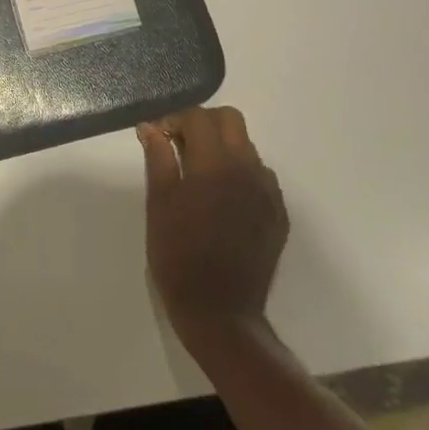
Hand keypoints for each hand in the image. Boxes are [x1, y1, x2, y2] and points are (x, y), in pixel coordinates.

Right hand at [139, 106, 288, 364]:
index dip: (174, 120)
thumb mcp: (158, 204)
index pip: (199, 117)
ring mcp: (268, 192)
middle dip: (203, 124)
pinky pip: (260, 176)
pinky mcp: (278, 213)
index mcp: (215, 165)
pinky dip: (239, 173)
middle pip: (231, 120)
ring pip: (247, 146)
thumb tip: (150, 128)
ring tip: (199, 175)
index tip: (159, 138)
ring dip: (222, 147)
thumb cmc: (178, 256)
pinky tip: (221, 198)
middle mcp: (248, 170)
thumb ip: (158, 158)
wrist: (220, 312)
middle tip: (179, 146)